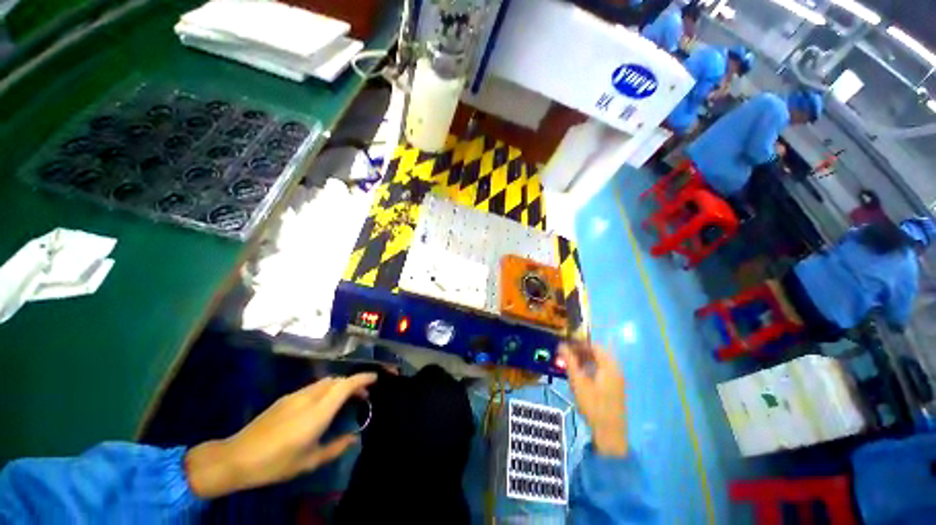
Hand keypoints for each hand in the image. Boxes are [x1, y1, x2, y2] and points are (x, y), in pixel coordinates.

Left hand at [185, 373, 376, 498]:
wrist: (236, 458)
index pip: (346, 385)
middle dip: (353, 383)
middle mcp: (309, 397)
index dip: (363, 378)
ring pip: (325, 382)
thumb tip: (354, 438)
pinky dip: (326, 390)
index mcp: (318, 412)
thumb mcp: (310, 461)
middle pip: (337, 380)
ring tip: (345, 400)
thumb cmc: (276, 462)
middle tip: (363, 396)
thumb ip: (336, 447)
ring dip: (339, 385)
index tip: (375, 378)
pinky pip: (313, 387)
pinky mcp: (286, 398)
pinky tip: (323, 405)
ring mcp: (296, 395)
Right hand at [559, 343, 627, 456]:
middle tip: (567, 355)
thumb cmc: (593, 406)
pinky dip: (591, 367)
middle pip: (598, 353)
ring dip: (586, 359)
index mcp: (609, 366)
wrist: (610, 433)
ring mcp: (617, 379)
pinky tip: (581, 375)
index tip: (566, 345)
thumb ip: (570, 362)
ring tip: (572, 364)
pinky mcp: (615, 387)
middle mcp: (616, 369)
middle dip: (581, 351)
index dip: (579, 343)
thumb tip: (561, 345)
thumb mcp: (578, 382)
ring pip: (600, 361)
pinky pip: (602, 370)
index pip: (594, 346)